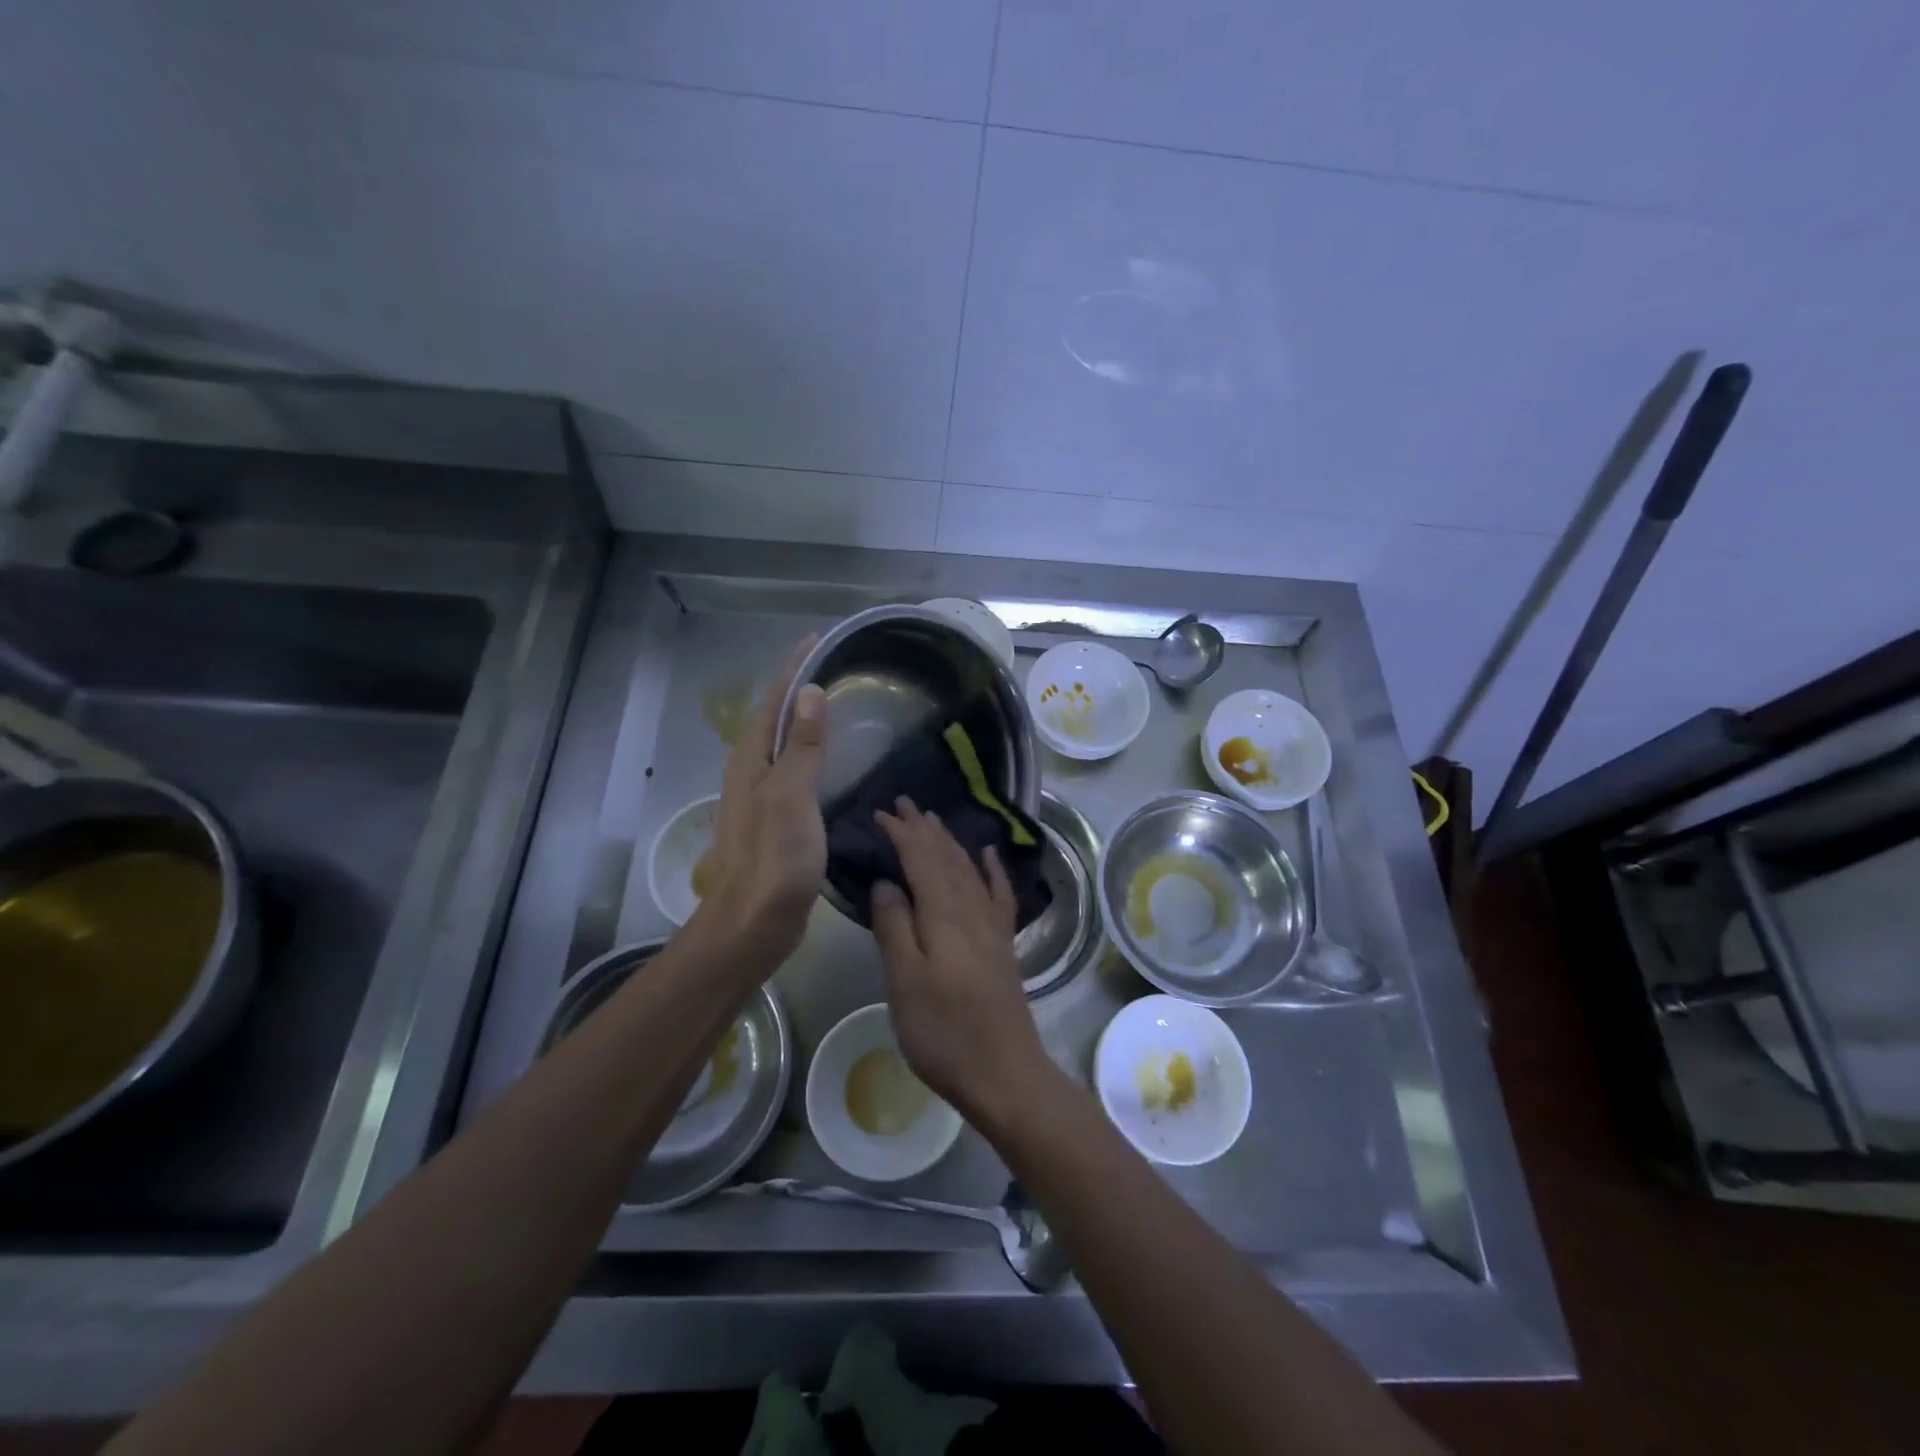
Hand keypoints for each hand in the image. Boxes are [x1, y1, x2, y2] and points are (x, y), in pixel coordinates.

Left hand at [693, 639, 827, 966]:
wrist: (755, 921)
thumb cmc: (774, 856)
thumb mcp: (792, 795)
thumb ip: (801, 745)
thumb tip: (810, 692)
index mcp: (750, 759)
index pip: (773, 700)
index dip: (794, 669)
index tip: (817, 640)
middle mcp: (751, 771)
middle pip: (775, 718)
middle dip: (800, 690)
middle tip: (837, 669)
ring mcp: (762, 797)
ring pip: (784, 746)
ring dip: (805, 721)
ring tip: (839, 706)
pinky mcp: (776, 820)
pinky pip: (795, 771)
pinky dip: (813, 754)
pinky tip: (833, 761)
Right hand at [870, 798, 1052, 1121]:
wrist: (1004, 1072)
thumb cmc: (944, 1031)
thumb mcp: (904, 981)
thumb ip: (895, 926)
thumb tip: (886, 881)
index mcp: (944, 913)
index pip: (920, 858)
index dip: (901, 832)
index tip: (879, 813)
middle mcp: (972, 909)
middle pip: (947, 856)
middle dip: (924, 828)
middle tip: (903, 803)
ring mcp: (992, 926)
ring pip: (969, 868)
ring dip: (950, 841)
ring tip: (934, 820)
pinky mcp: (1003, 944)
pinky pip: (1000, 893)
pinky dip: (993, 869)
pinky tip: (990, 855)